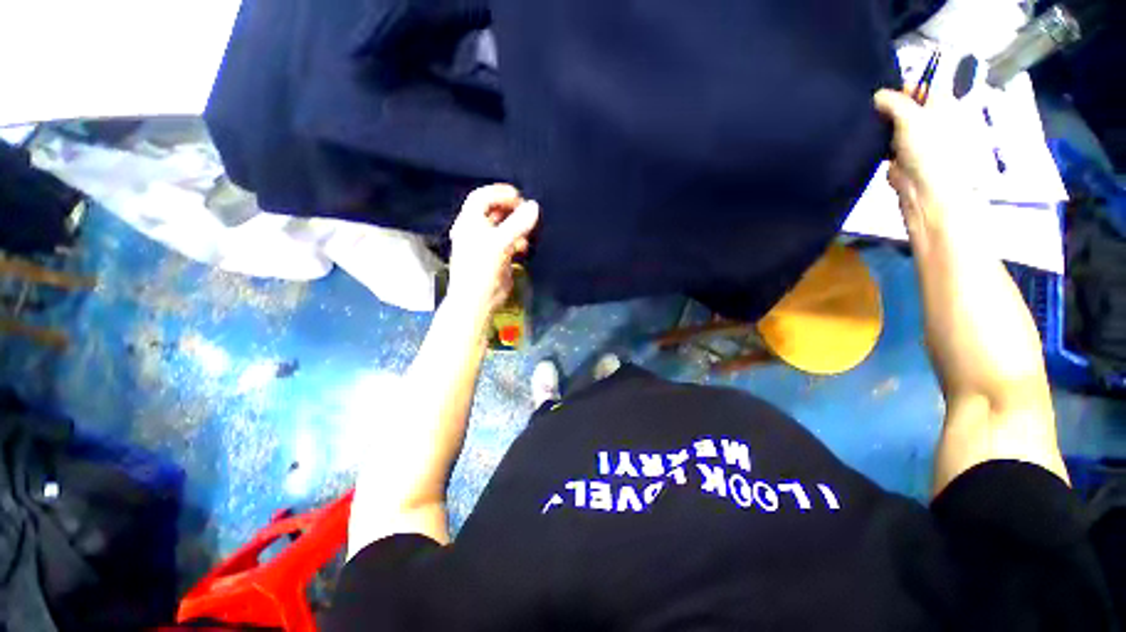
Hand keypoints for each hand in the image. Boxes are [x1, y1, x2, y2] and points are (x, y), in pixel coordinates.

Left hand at [447, 183, 539, 315]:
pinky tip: (524, 248)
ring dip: (516, 226)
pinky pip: (507, 242)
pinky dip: (517, 241)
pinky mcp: (495, 257)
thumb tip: (534, 206)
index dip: (500, 193)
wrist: (477, 300)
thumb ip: (518, 224)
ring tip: (528, 231)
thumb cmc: (483, 269)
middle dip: (511, 210)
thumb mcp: (500, 243)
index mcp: (470, 222)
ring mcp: (485, 244)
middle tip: (527, 212)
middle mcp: (476, 230)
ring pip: (502, 227)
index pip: (483, 197)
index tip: (520, 197)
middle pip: (494, 211)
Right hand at [873, 89, 984, 233]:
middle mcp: (933, 118)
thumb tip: (878, 95)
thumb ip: (893, 102)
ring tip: (871, 126)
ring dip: (883, 126)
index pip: (924, 84)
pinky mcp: (902, 155)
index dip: (904, 85)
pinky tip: (871, 142)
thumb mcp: (910, 117)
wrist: (924, 189)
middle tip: (874, 109)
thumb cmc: (928, 150)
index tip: (884, 91)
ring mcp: (918, 138)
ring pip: (895, 124)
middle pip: (908, 104)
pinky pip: (888, 143)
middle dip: (890, 106)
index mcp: (943, 103)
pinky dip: (880, 142)